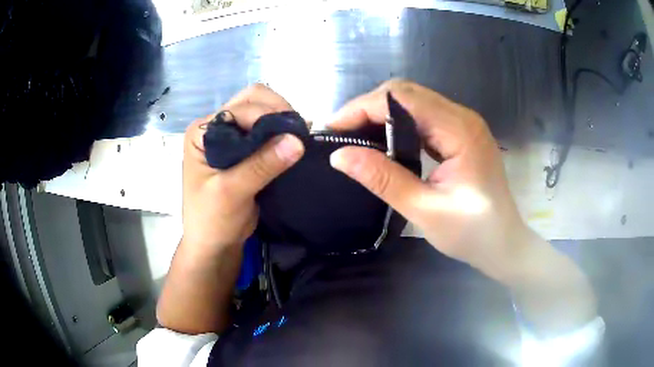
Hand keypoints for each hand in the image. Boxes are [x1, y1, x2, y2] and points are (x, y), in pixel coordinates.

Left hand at [182, 84, 304, 250]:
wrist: (214, 244)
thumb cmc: (211, 219)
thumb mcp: (231, 192)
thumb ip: (261, 165)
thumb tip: (297, 140)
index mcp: (202, 132)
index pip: (240, 108)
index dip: (267, 116)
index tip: (293, 133)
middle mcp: (215, 128)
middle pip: (250, 101)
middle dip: (276, 109)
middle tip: (297, 130)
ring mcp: (230, 137)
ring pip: (261, 112)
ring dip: (281, 120)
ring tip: (300, 136)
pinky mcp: (244, 150)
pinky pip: (266, 131)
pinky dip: (282, 133)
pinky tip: (295, 144)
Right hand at [329, 79, 526, 280]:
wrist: (504, 243)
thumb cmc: (472, 233)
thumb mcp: (425, 210)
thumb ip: (383, 179)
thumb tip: (340, 155)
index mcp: (459, 130)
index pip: (402, 98)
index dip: (362, 107)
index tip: (333, 130)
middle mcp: (462, 116)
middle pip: (406, 92)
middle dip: (367, 107)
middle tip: (340, 134)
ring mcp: (463, 123)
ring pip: (412, 101)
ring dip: (380, 113)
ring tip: (354, 136)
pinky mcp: (460, 133)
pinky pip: (422, 116)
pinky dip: (396, 123)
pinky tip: (382, 140)